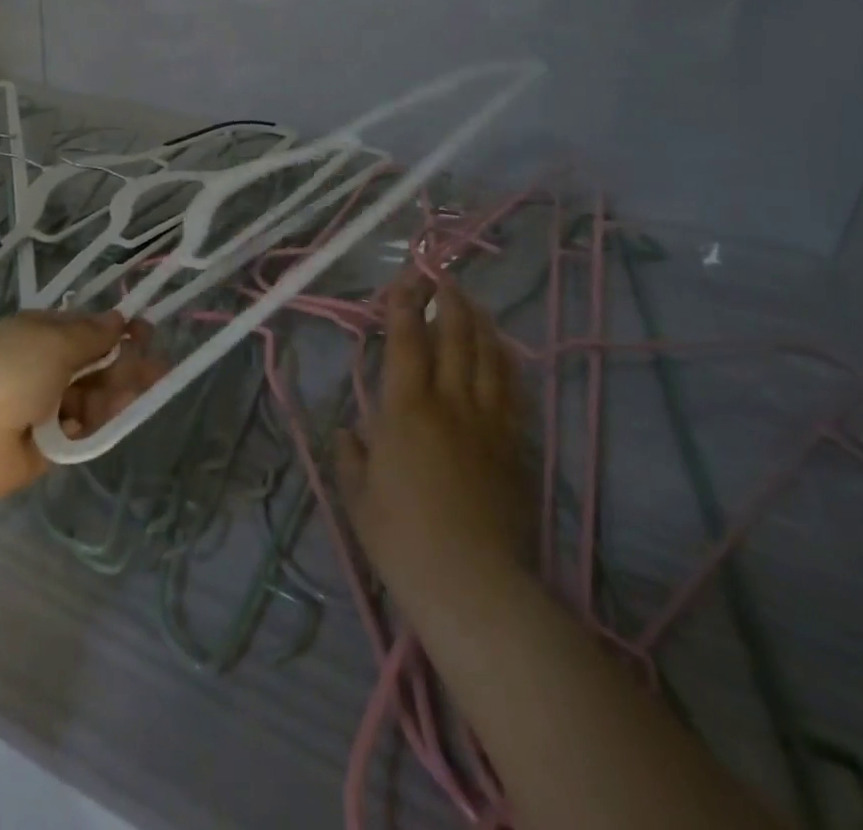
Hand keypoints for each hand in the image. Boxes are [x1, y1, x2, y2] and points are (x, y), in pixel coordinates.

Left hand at [0, 310, 164, 507]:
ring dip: (113, 393)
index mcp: (38, 333)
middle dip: (125, 363)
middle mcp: (42, 365)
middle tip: (157, 369)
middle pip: (94, 362)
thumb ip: (91, 335)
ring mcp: (45, 405)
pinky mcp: (49, 442)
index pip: (85, 327)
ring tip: (131, 396)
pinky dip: (93, 422)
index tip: (146, 332)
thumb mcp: (52, 342)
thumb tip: (118, 318)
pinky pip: (81, 427)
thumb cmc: (7, 373)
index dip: (117, 329)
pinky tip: (101, 419)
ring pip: (92, 395)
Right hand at [337, 274, 533, 612]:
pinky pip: (512, 389)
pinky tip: (502, 350)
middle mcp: (449, 401)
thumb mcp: (358, 496)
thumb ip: (351, 455)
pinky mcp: (514, 444)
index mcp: (406, 408)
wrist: (472, 583)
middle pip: (454, 336)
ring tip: (471, 302)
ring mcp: (488, 421)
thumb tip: (348, 431)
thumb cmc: (402, 539)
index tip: (404, 281)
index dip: (405, 305)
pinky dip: (505, 360)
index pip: (407, 340)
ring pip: (488, 355)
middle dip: (447, 300)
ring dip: (478, 322)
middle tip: (441, 279)